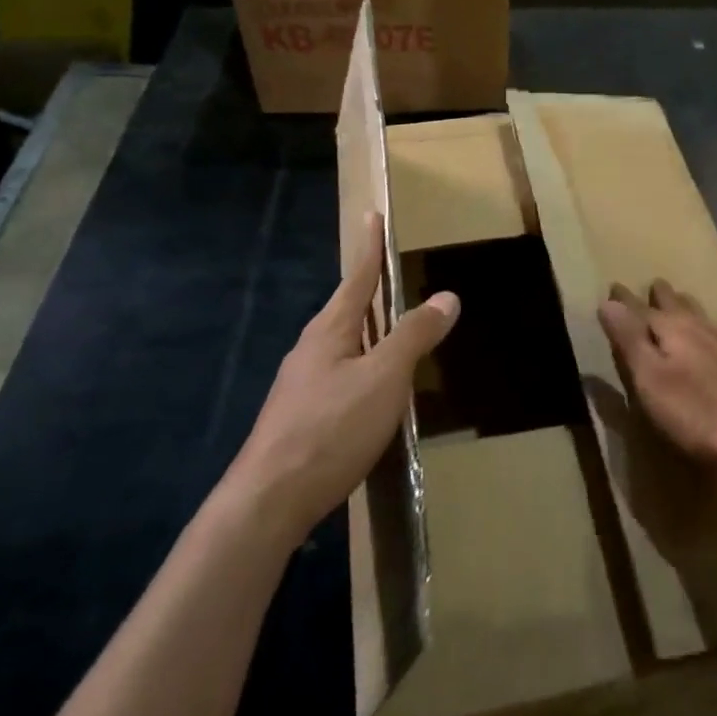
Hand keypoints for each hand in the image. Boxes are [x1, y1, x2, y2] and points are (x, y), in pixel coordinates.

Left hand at [231, 214, 458, 539]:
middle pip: (345, 309)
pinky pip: (339, 376)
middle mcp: (311, 350)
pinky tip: (373, 389)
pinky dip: (362, 366)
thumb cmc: (331, 427)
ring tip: (391, 329)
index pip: (357, 278)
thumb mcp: (384, 378)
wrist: (270, 500)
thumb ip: (414, 336)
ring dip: (367, 331)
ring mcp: (302, 385)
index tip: (372, 215)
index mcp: (330, 331)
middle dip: (368, 289)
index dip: (370, 247)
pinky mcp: (301, 417)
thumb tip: (446, 295)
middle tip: (390, 274)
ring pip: (342, 345)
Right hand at [597, 279, 716, 466]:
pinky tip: (715, 340)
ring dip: (687, 308)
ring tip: (682, 303)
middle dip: (662, 296)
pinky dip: (708, 329)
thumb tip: (608, 301)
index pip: (641, 308)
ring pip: (703, 316)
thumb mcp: (650, 378)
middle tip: (654, 285)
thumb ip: (630, 339)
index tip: (614, 286)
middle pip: (678, 305)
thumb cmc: (697, 412)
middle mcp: (703, 327)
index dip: (624, 300)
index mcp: (674, 328)